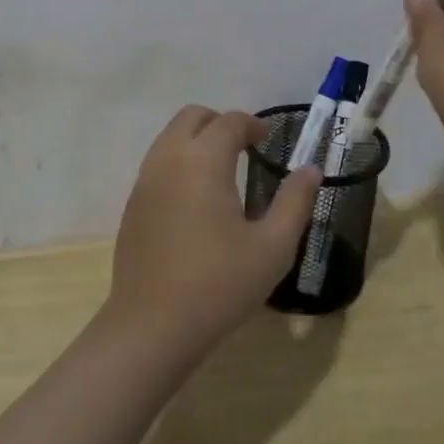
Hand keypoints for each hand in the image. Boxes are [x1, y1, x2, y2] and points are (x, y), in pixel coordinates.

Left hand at [103, 106, 320, 358]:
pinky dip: (179, 162)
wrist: (152, 326)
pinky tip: (195, 200)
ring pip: (170, 137)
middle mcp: (169, 158)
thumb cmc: (219, 285)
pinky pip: (157, 163)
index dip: (252, 125)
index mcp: (203, 160)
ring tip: (222, 172)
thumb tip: (311, 169)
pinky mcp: (132, 203)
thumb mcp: (272, 247)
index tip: (268, 140)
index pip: (229, 122)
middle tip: (245, 149)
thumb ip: (295, 202)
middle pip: (192, 117)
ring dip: (197, 140)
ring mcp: (145, 180)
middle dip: (220, 123)